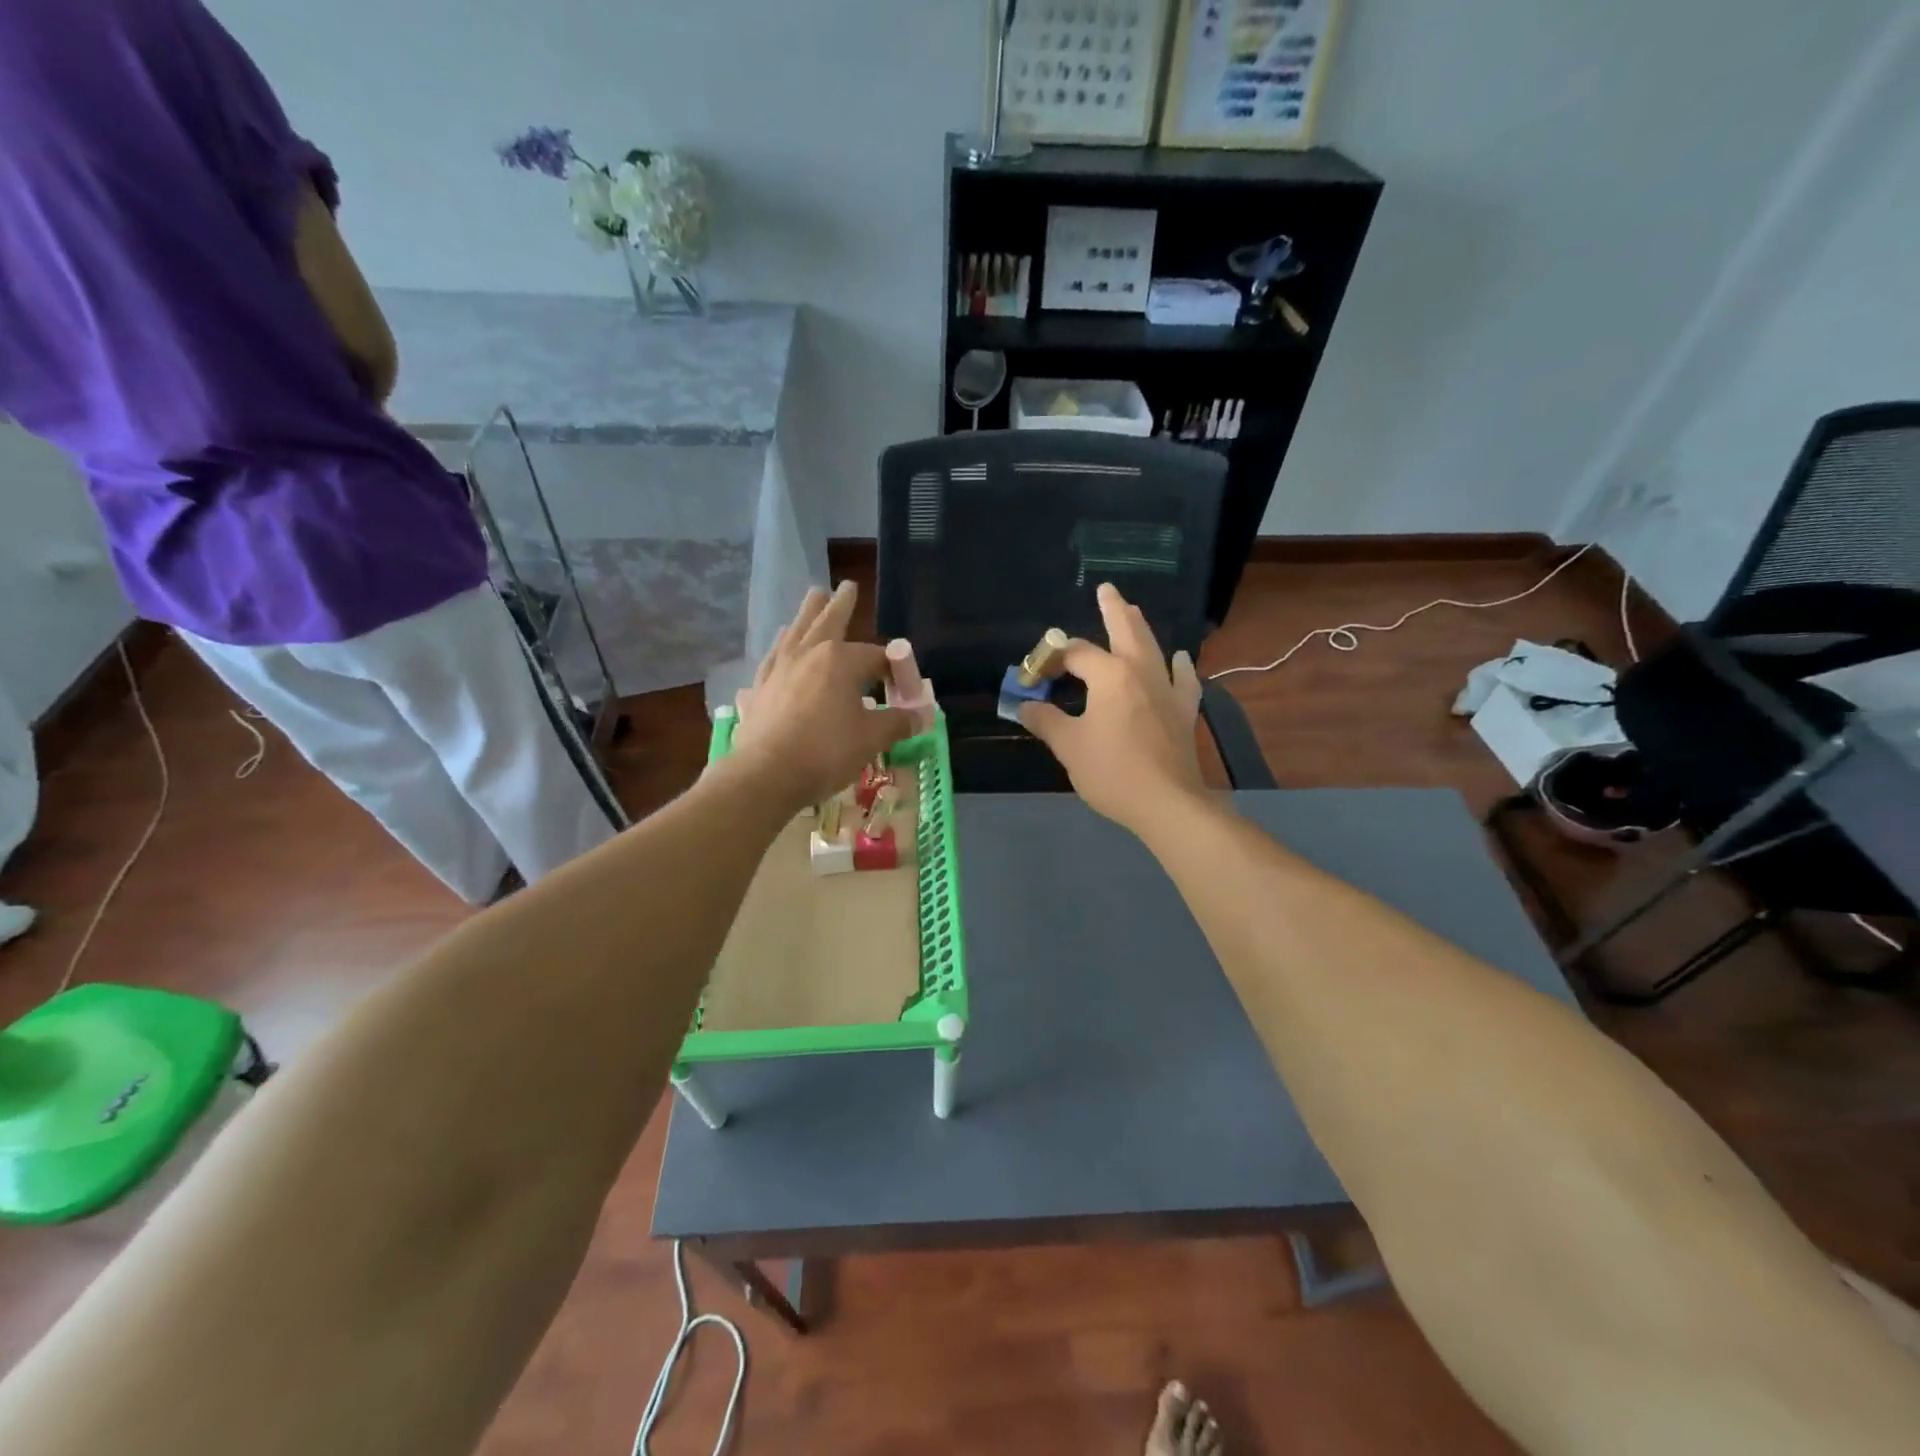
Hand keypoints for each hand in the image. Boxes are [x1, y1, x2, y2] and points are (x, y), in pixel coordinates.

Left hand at [727, 582, 912, 811]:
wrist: (766, 774)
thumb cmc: (826, 751)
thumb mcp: (871, 738)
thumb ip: (897, 722)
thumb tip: (921, 716)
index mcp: (841, 660)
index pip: (875, 656)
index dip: (893, 668)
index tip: (903, 684)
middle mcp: (809, 654)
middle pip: (828, 622)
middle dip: (840, 604)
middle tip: (846, 585)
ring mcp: (780, 669)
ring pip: (796, 632)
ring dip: (807, 614)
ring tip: (812, 598)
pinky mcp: (760, 688)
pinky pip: (774, 657)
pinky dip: (782, 646)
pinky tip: (781, 645)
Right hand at [1020, 583, 1206, 833]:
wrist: (1167, 802)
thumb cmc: (1112, 771)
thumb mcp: (1069, 746)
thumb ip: (1046, 720)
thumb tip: (1024, 705)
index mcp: (1110, 675)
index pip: (1075, 654)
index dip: (1050, 660)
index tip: (1033, 676)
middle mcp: (1141, 671)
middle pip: (1125, 630)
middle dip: (1113, 609)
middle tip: (1107, 589)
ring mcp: (1167, 689)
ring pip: (1154, 647)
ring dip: (1141, 628)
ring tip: (1134, 611)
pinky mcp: (1184, 710)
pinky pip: (1183, 679)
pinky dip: (1178, 666)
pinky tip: (1179, 659)